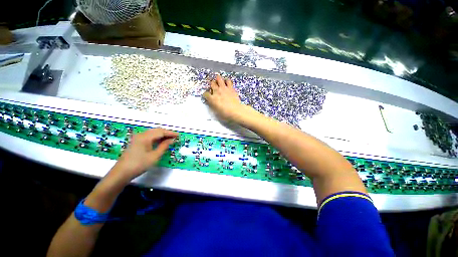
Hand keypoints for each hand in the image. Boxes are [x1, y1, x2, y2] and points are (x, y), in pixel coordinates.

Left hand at [109, 128, 177, 182]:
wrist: (121, 173)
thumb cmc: (139, 164)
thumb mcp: (154, 156)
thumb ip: (164, 146)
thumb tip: (172, 140)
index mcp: (146, 137)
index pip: (161, 132)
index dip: (171, 133)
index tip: (179, 135)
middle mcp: (141, 134)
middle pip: (157, 130)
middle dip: (167, 133)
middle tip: (175, 137)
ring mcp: (137, 138)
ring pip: (153, 133)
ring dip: (162, 135)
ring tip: (170, 139)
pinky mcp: (136, 142)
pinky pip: (149, 136)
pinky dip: (156, 137)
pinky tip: (160, 141)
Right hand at [203, 75, 248, 121]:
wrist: (236, 111)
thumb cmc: (225, 114)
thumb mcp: (216, 111)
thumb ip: (212, 105)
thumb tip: (211, 102)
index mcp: (212, 98)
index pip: (205, 94)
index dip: (206, 95)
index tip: (207, 96)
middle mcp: (217, 91)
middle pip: (212, 83)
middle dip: (212, 85)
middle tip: (214, 87)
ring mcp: (224, 88)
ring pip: (219, 78)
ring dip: (218, 79)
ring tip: (219, 82)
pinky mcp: (231, 88)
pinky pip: (228, 80)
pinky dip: (227, 81)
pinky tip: (227, 83)